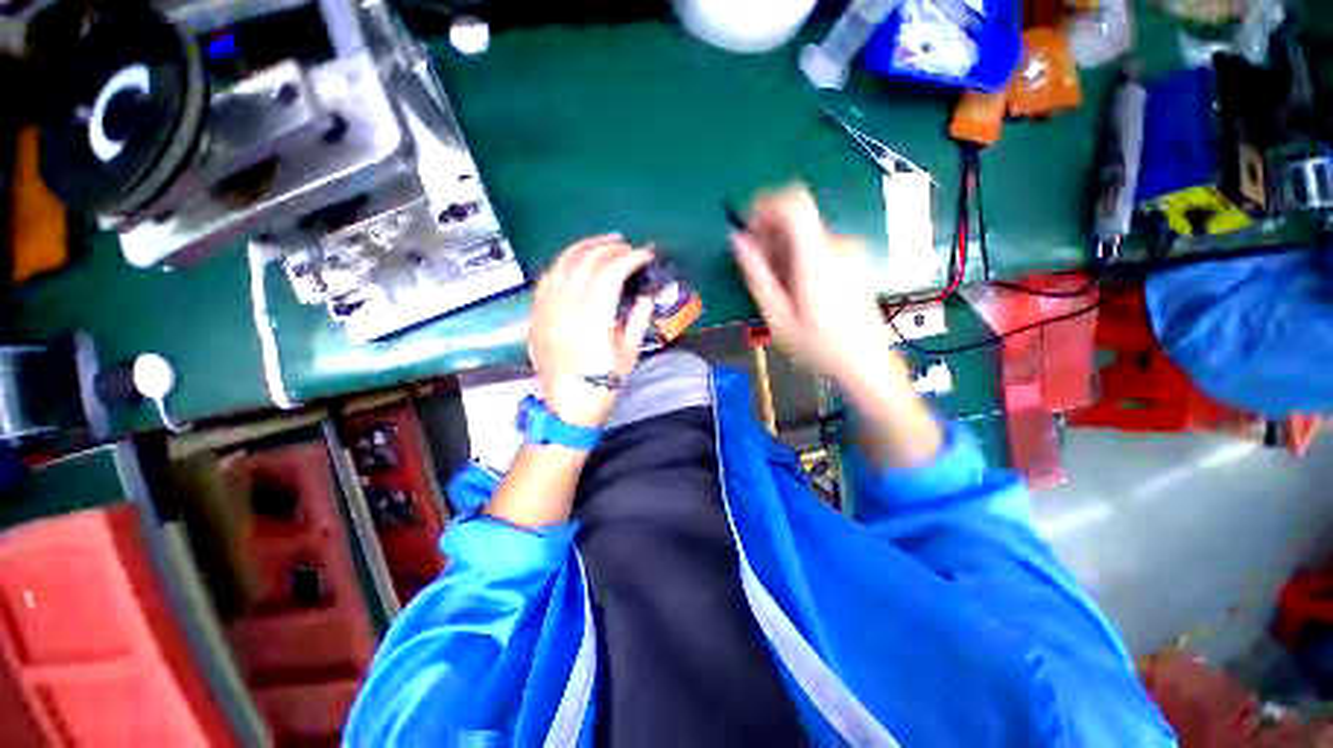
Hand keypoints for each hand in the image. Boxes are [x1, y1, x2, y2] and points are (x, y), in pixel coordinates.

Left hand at [529, 234, 655, 427]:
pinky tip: (576, 261)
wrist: (568, 407)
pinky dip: (563, 263)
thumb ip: (638, 317)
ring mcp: (545, 310)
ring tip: (604, 243)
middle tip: (627, 246)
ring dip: (584, 248)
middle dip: (609, 248)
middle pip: (584, 262)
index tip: (645, 254)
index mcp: (591, 321)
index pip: (609, 274)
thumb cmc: (604, 384)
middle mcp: (564, 309)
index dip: (629, 258)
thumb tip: (647, 292)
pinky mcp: (535, 315)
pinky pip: (546, 278)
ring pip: (561, 264)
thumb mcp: (629, 352)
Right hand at [731, 184, 895, 388]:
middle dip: (768, 236)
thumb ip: (757, 276)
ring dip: (782, 250)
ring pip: (805, 233)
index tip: (747, 227)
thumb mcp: (778, 317)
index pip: (794, 202)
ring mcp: (849, 250)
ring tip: (777, 287)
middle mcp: (837, 245)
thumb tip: (737, 240)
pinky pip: (817, 244)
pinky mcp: (854, 259)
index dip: (765, 205)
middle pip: (796, 218)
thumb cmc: (818, 347)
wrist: (867, 363)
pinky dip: (799, 256)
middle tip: (757, 270)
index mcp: (817, 258)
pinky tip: (796, 287)